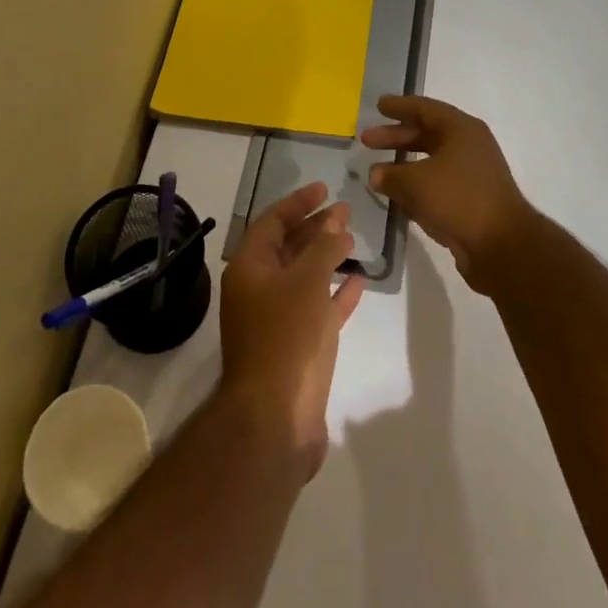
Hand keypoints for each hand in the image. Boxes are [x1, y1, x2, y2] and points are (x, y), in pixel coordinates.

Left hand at [218, 183, 363, 480]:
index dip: (298, 202)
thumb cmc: (286, 336)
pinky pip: (317, 308)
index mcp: (249, 268)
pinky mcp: (297, 346)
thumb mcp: (306, 281)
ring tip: (353, 239)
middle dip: (315, 227)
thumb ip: (323, 247)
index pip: (272, 221)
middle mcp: (258, 290)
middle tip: (345, 212)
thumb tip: (336, 224)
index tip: (325, 188)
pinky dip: (335, 293)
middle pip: (287, 247)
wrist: (275, 418)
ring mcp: (277, 319)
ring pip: (303, 277)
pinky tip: (358, 282)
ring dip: (327, 257)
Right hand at [361, 95, 537, 292]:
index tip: (378, 106)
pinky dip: (417, 186)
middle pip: (426, 134)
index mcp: (461, 129)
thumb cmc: (458, 199)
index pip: (424, 108)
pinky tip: (397, 197)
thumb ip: (390, 175)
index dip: (399, 106)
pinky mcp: (472, 200)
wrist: (502, 246)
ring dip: (404, 165)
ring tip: (377, 172)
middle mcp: (470, 146)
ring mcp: (473, 174)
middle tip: (367, 140)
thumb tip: (376, 174)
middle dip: (396, 137)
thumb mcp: (415, 183)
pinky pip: (438, 185)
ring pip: (432, 161)